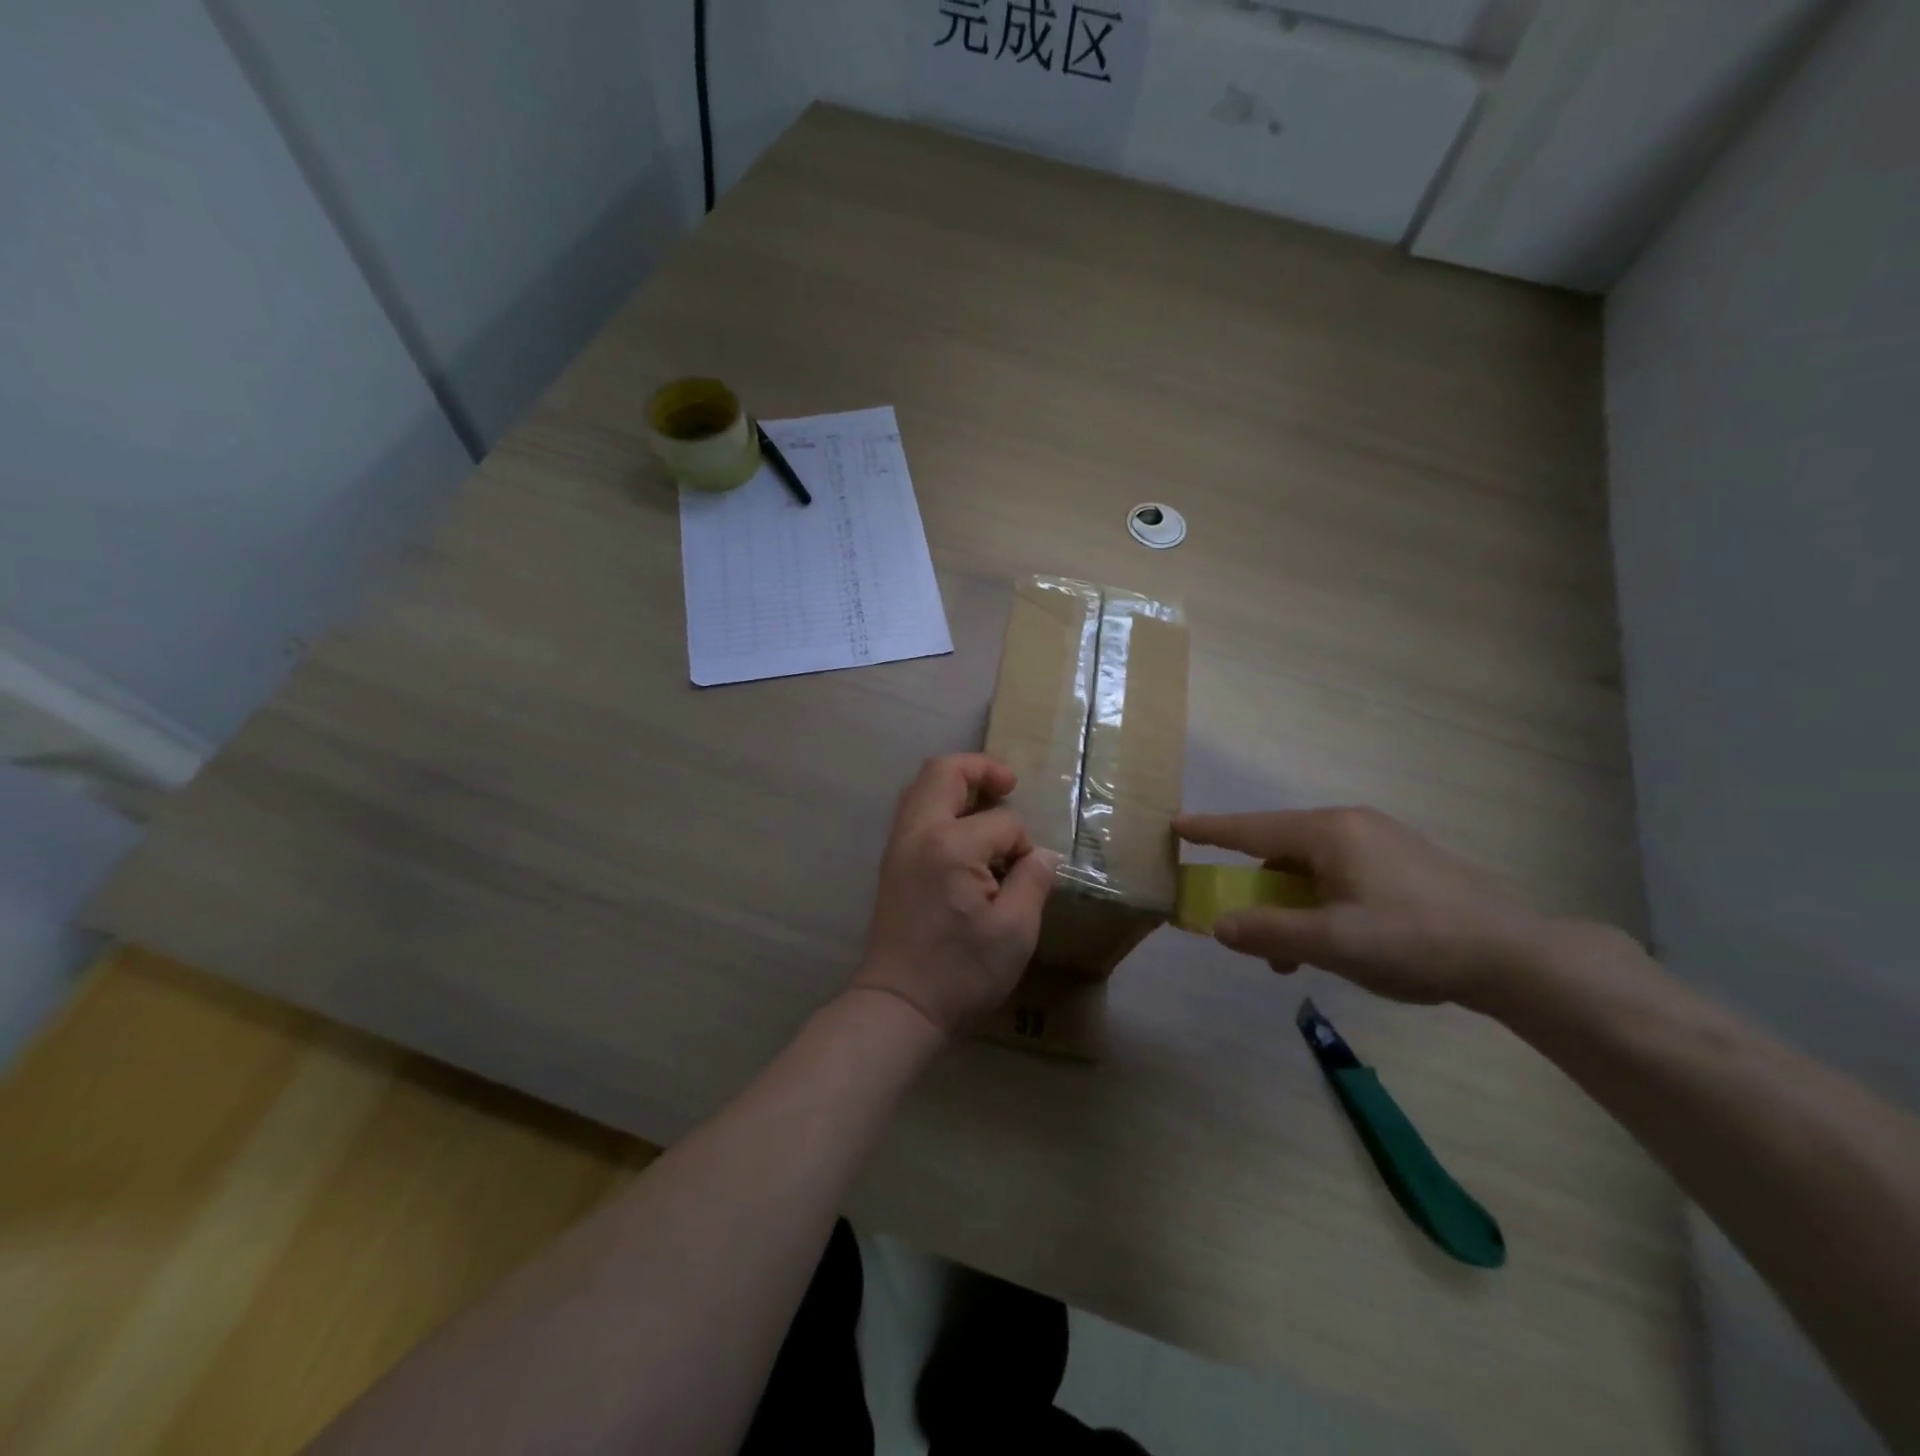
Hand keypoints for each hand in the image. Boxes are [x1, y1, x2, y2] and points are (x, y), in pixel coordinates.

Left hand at [852, 754, 1060, 1036]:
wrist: (899, 1006)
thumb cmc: (961, 972)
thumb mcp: (1015, 931)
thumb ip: (1033, 881)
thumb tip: (1042, 854)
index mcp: (950, 846)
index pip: (1001, 823)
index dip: (1024, 844)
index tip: (1031, 875)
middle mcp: (918, 834)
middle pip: (943, 772)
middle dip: (980, 768)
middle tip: (1009, 783)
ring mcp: (899, 846)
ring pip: (922, 788)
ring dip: (956, 784)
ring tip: (988, 800)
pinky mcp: (892, 863)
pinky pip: (915, 812)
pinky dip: (940, 804)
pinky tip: (964, 830)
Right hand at [1174, 807, 1553, 1007]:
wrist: (1516, 955)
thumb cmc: (1412, 939)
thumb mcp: (1331, 942)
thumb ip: (1268, 931)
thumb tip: (1217, 925)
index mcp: (1329, 832)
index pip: (1252, 828)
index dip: (1211, 830)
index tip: (1175, 825)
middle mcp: (1351, 825)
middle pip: (1281, 850)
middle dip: (1258, 890)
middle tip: (1245, 930)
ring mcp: (1382, 841)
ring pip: (1312, 868)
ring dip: (1291, 905)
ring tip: (1293, 955)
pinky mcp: (1404, 863)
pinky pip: (1341, 875)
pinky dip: (1321, 903)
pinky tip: (1333, 941)